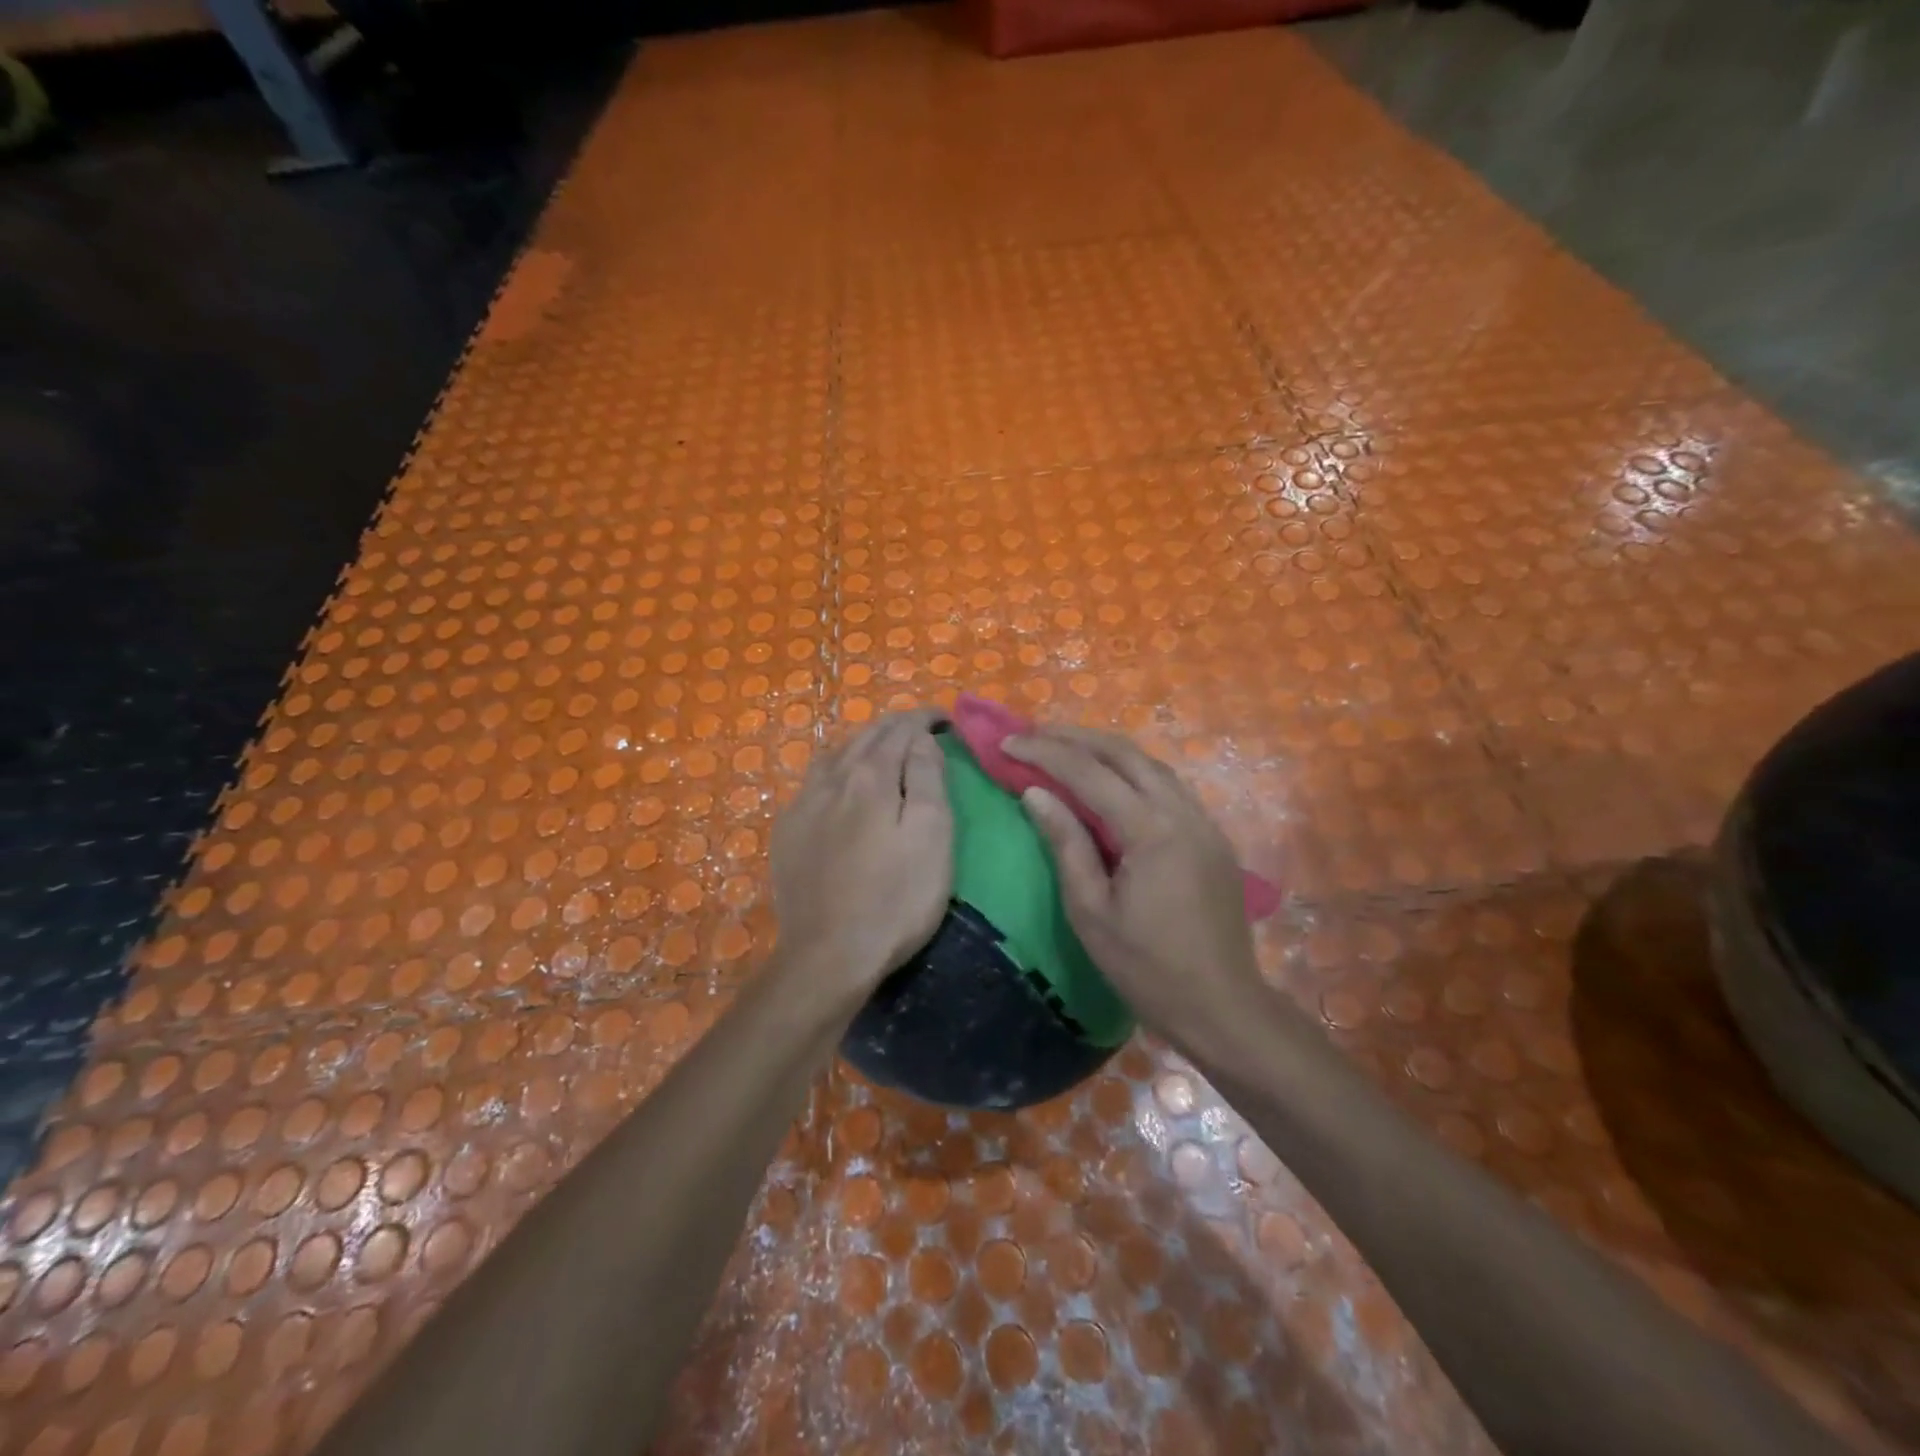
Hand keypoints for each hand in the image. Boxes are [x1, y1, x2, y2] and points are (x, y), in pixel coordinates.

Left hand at [770, 711, 952, 999]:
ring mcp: (802, 805)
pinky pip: (813, 782)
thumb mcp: (932, 836)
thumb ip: (928, 778)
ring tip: (882, 751)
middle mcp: (831, 780)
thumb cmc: (895, 899)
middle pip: (865, 736)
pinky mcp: (786, 832)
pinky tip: (841, 787)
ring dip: (862, 744)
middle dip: (895, 726)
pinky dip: (836, 769)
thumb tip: (922, 738)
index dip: (925, 719)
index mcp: (870, 777)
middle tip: (921, 729)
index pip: (901, 729)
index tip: (945, 720)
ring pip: (834, 754)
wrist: (828, 956)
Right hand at [1005, 726, 1272, 1048]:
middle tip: (1031, 734)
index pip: (1090, 773)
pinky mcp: (1212, 837)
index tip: (1006, 745)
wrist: (1222, 1007)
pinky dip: (1131, 771)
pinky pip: (1168, 786)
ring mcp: (1204, 822)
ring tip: (1064, 747)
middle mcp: (1183, 812)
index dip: (1044, 754)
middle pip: (1125, 753)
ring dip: (1105, 749)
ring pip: (1151, 764)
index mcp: (1152, 831)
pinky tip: (1109, 780)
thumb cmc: (1147, 968)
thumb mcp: (1091, 911)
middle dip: (1075, 737)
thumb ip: (1066, 844)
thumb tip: (1036, 793)